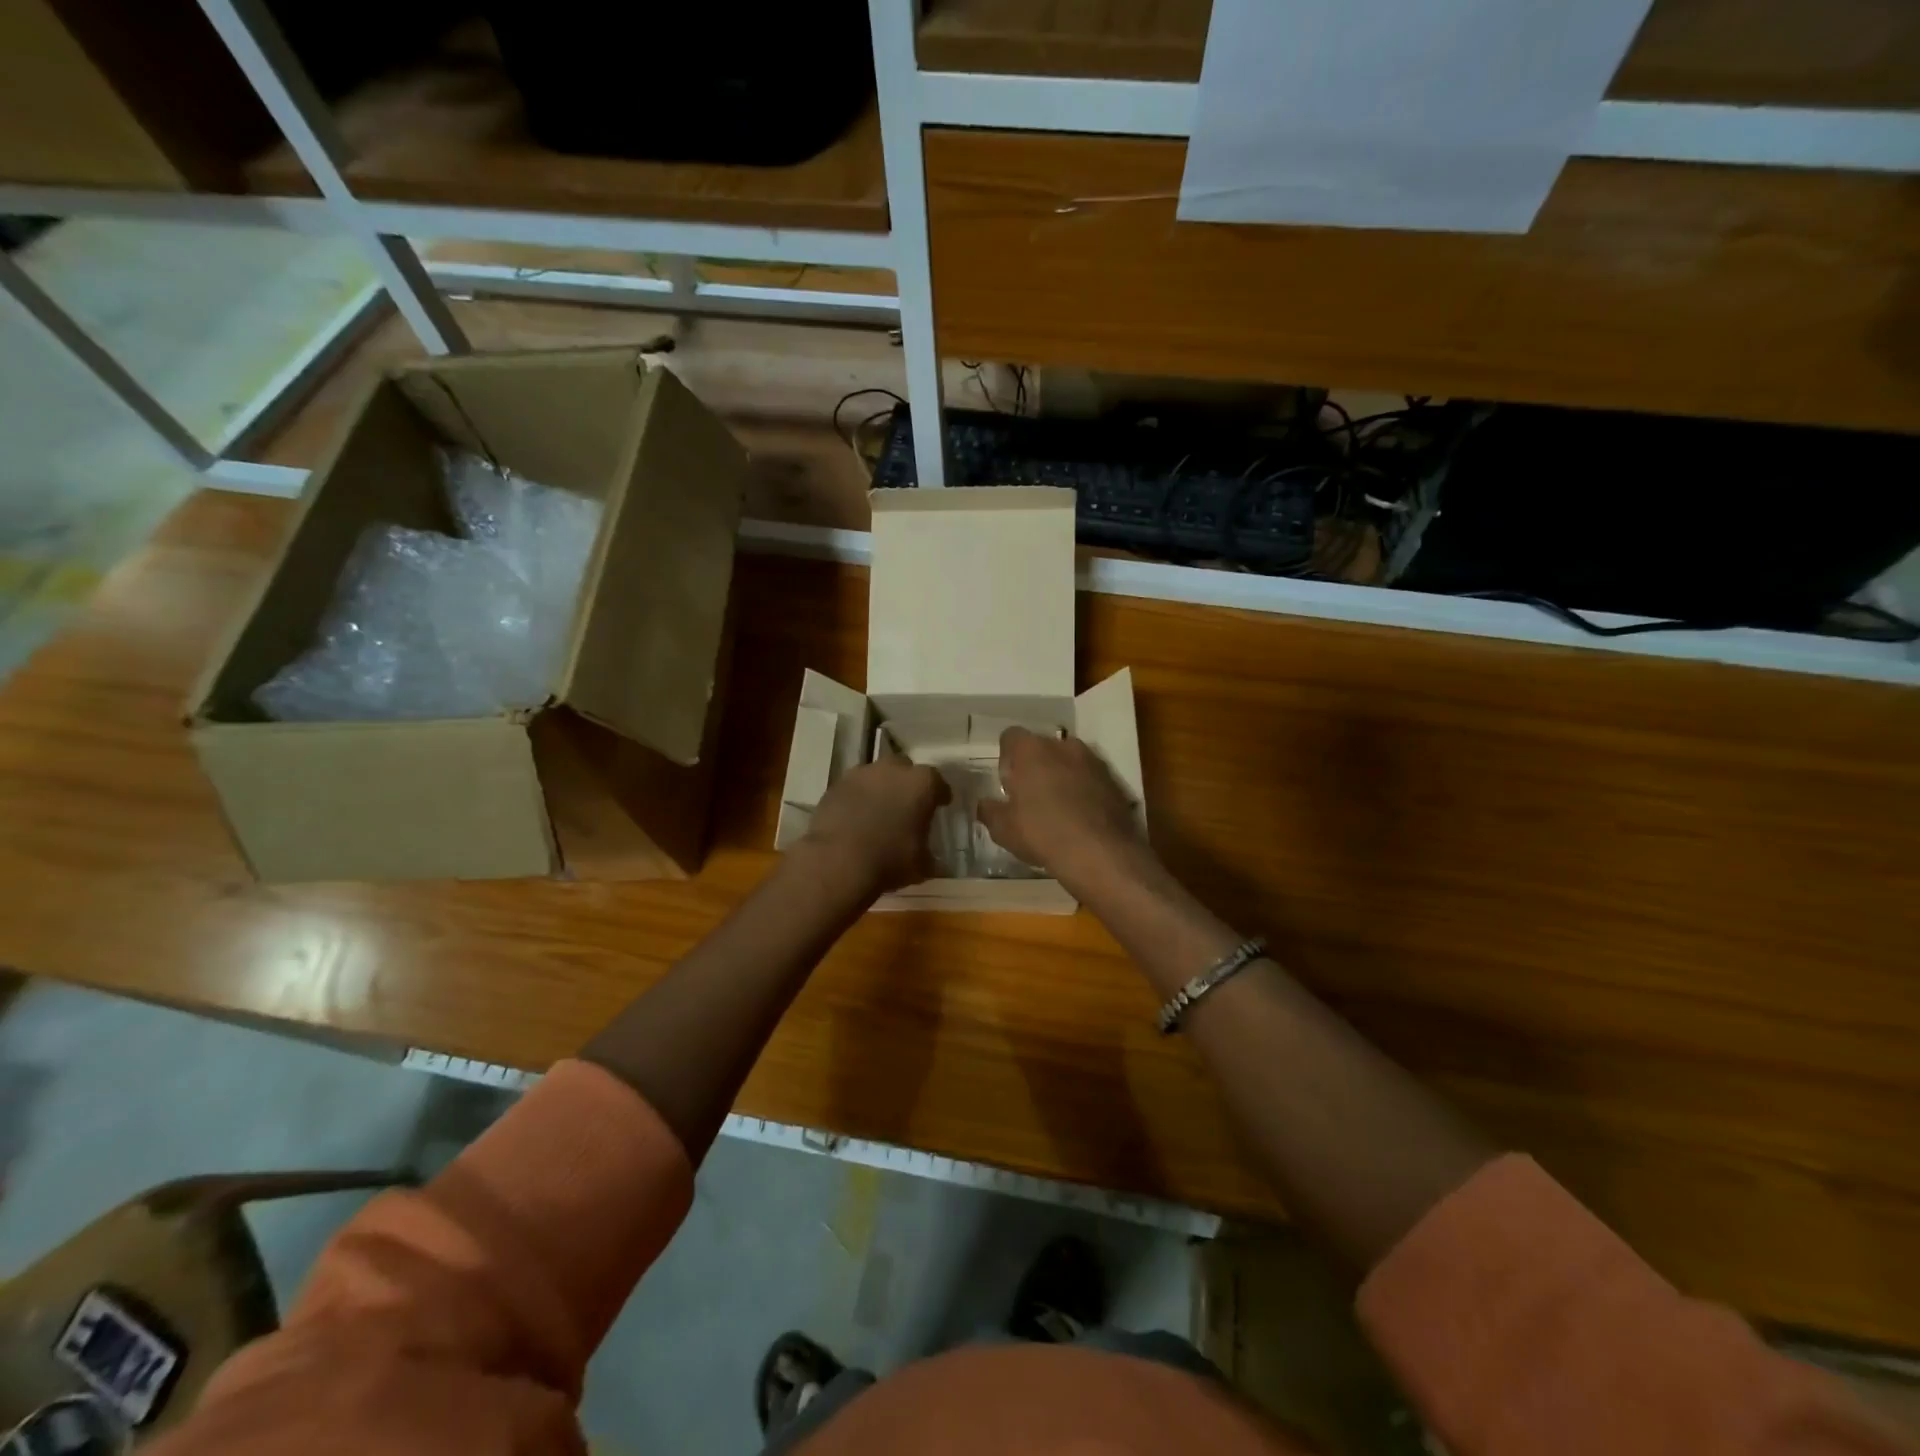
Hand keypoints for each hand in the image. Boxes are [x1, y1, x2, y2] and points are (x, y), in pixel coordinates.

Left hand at [798, 753, 950, 895]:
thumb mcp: (921, 865)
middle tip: (907, 805)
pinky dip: (857, 799)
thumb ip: (929, 857)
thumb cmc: (889, 860)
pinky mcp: (835, 785)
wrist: (837, 861)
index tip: (940, 805)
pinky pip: (853, 789)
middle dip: (906, 784)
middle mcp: (892, 769)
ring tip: (878, 812)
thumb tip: (934, 863)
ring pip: (876, 776)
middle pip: (904, 769)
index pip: (938, 783)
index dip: (939, 795)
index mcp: (921, 783)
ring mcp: (860, 774)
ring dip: (880, 789)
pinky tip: (855, 819)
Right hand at [978, 727, 1145, 891]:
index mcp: (1031, 750)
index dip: (1006, 758)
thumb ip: (990, 811)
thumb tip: (984, 804)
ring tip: (1058, 808)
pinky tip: (1081, 817)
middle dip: (1036, 765)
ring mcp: (1093, 761)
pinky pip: (1091, 778)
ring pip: (1070, 761)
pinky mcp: (1114, 780)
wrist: (1100, 853)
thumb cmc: (1042, 833)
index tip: (1008, 782)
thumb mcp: (1004, 829)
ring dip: (1062, 776)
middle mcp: (1063, 746)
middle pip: (1043, 747)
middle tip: (1030, 796)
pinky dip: (1084, 790)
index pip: (1011, 737)